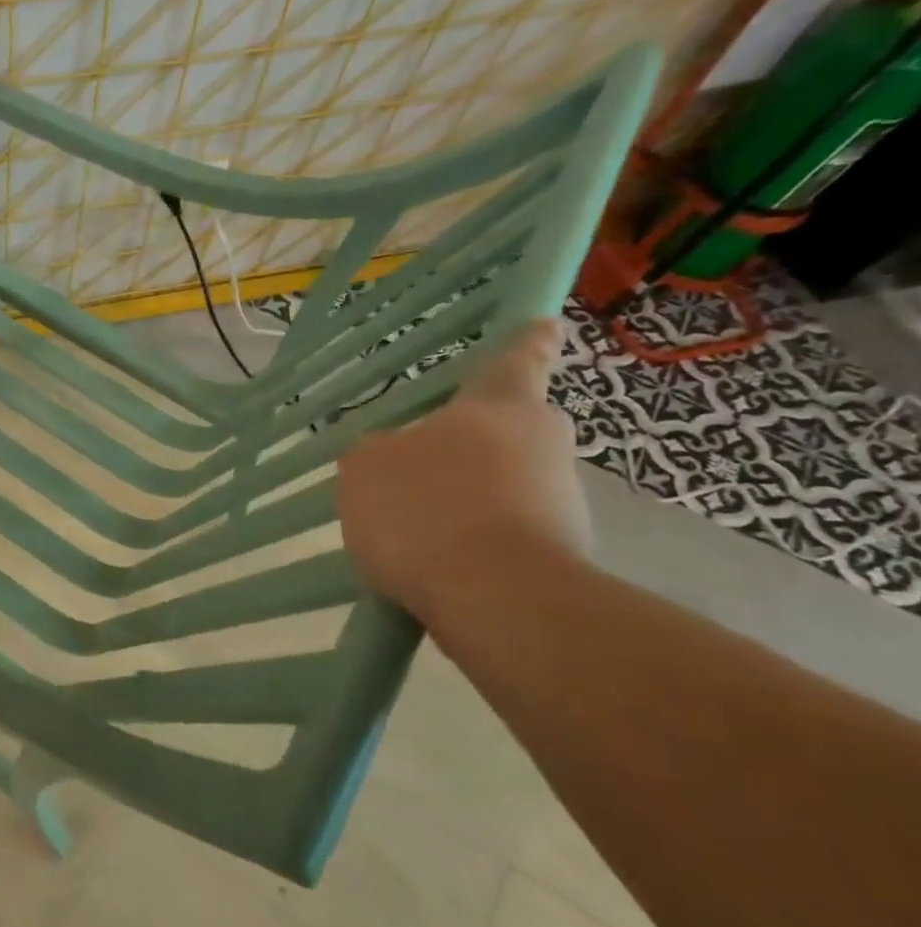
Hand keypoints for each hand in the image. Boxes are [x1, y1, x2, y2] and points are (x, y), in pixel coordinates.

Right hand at [337, 318, 591, 623]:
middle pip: (506, 430)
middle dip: (472, 441)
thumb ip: (374, 451)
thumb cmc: (427, 509)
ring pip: (502, 484)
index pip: (515, 360)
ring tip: (408, 531)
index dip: (525, 341)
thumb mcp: (366, 467)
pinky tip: (428, 565)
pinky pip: (499, 532)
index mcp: (499, 407)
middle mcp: (541, 444)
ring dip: (464, 497)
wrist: (498, 602)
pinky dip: (468, 540)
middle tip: (421, 462)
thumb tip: (389, 456)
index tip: (545, 324)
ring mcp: (559, 502)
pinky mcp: (559, 554)